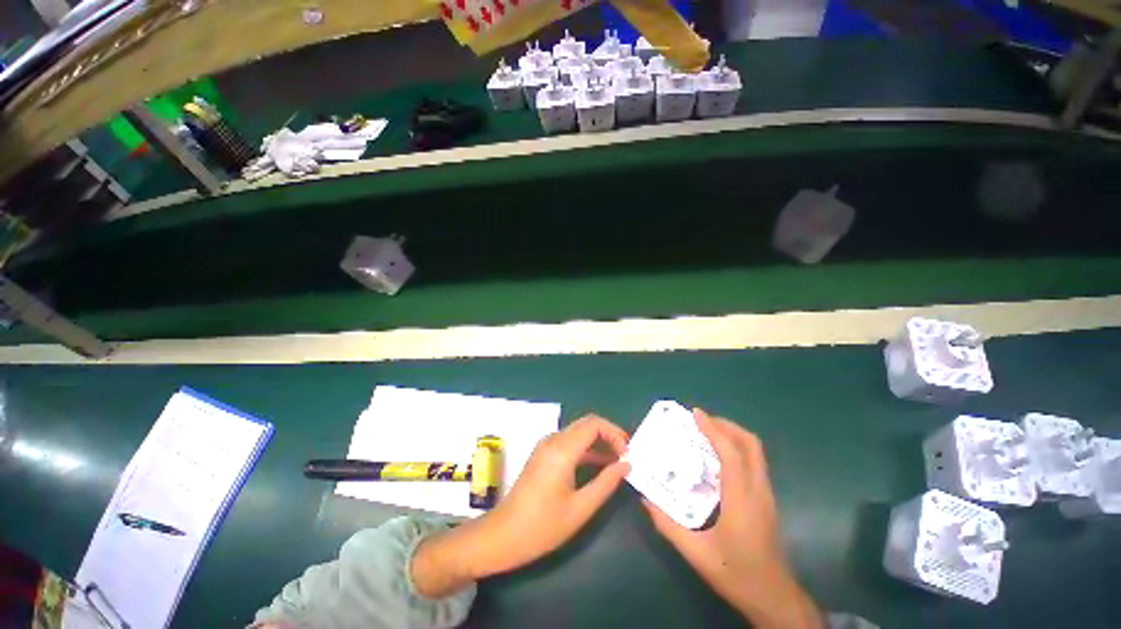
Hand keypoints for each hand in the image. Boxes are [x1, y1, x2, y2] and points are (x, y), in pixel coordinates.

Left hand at [412, 415, 628, 596]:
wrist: (503, 535)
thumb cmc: (542, 526)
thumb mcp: (580, 508)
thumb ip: (606, 483)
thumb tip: (626, 464)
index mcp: (562, 449)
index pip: (594, 424)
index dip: (614, 433)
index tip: (628, 452)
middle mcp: (553, 440)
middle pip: (586, 425)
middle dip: (608, 436)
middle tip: (625, 456)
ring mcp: (546, 445)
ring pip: (578, 433)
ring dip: (598, 443)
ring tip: (617, 462)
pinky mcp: (543, 454)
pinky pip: (569, 442)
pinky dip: (586, 449)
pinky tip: (598, 466)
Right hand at [643, 409, 822, 628]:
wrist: (774, 598)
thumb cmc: (736, 574)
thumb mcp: (696, 553)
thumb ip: (667, 525)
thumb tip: (645, 500)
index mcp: (741, 500)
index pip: (731, 454)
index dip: (713, 430)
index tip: (695, 414)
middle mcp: (758, 491)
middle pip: (751, 445)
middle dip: (726, 426)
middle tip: (701, 421)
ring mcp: (766, 494)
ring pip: (756, 452)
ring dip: (733, 435)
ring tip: (707, 432)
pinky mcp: (766, 499)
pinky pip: (754, 462)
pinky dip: (737, 449)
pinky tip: (718, 458)